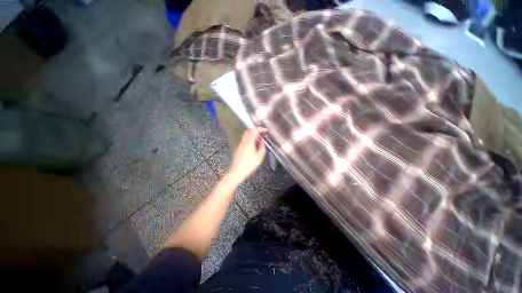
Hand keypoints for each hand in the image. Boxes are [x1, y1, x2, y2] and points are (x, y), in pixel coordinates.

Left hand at [226, 128, 266, 183]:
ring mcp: (239, 146)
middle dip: (255, 131)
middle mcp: (243, 143)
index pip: (254, 131)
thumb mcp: (259, 157)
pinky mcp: (238, 150)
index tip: (265, 130)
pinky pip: (244, 142)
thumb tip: (262, 143)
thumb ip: (261, 148)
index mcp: (248, 143)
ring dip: (252, 137)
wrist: (236, 172)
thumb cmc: (248, 165)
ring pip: (245, 137)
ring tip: (258, 143)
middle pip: (248, 132)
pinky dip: (249, 141)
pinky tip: (252, 148)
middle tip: (261, 135)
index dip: (260, 129)